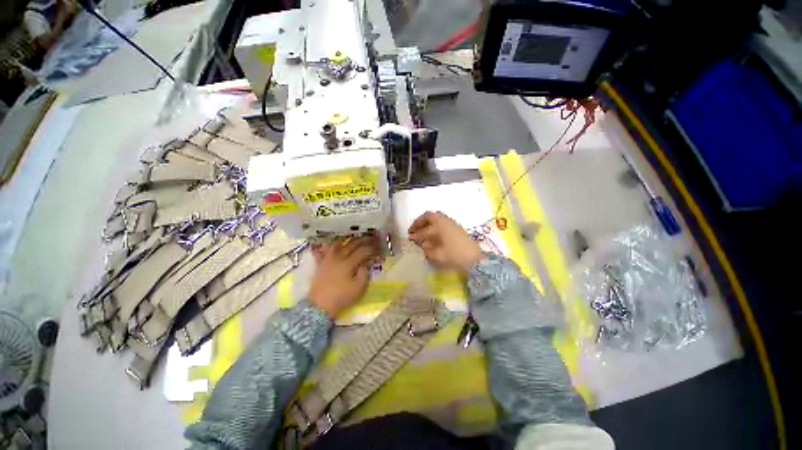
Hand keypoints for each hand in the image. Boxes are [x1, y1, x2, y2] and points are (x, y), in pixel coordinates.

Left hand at [309, 236, 378, 317]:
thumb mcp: (359, 288)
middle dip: (362, 241)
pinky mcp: (320, 263)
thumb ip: (364, 273)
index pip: (362, 251)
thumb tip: (364, 263)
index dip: (371, 249)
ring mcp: (328, 259)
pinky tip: (333, 245)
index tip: (377, 249)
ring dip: (347, 240)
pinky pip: (324, 250)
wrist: (320, 306)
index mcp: (348, 264)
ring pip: (337, 244)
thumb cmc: (342, 298)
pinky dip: (330, 246)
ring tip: (353, 240)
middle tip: (369, 239)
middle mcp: (338, 258)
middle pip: (351, 244)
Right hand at [408, 211, 483, 272]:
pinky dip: (435, 226)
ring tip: (422, 231)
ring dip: (427, 223)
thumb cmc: (455, 256)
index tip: (409, 237)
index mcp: (440, 226)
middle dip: (420, 222)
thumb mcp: (438, 255)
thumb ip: (428, 250)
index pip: (424, 229)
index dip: (416, 233)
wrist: (475, 259)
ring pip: (437, 219)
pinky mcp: (457, 229)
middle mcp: (446, 222)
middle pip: (430, 216)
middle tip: (413, 229)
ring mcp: (452, 224)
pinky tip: (433, 235)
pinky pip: (442, 223)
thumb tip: (422, 245)